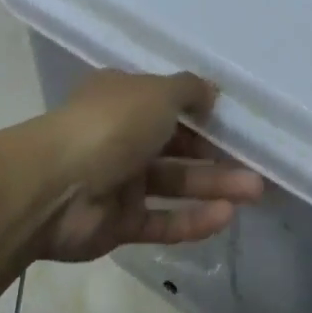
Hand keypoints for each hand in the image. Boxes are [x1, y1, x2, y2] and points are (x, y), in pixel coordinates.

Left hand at [36, 70, 263, 262]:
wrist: (55, 187)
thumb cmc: (110, 125)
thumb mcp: (157, 92)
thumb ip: (189, 90)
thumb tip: (211, 92)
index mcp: (122, 99)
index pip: (166, 102)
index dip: (200, 111)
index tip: (235, 121)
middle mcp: (120, 137)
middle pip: (176, 145)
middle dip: (216, 154)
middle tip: (256, 163)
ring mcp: (119, 182)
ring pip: (175, 184)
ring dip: (214, 187)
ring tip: (254, 191)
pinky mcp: (119, 223)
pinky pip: (163, 221)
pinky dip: (193, 220)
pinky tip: (226, 217)